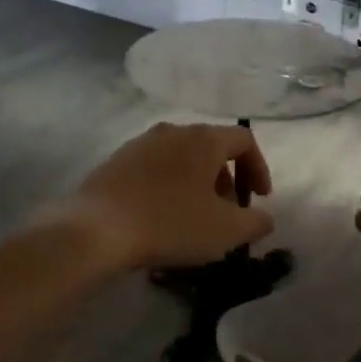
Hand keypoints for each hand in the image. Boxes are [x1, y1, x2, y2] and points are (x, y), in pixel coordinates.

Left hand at [58, 123, 273, 271]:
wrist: (96, 229)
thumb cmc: (170, 223)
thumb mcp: (226, 231)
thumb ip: (255, 222)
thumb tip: (264, 218)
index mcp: (203, 139)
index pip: (244, 140)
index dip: (259, 168)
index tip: (259, 199)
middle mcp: (173, 131)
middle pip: (211, 147)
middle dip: (226, 180)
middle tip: (227, 213)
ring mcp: (140, 143)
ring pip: (181, 158)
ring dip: (196, 184)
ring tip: (194, 218)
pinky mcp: (116, 161)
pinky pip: (154, 169)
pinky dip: (168, 187)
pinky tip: (161, 218)